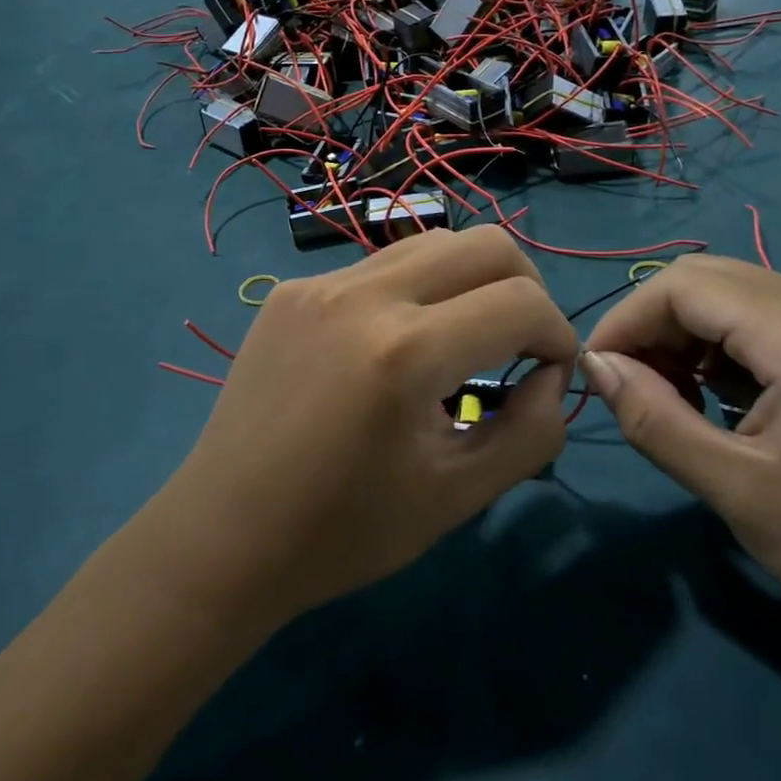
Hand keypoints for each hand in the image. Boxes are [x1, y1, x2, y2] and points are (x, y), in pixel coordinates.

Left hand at [160, 226, 577, 620]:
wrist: (223, 536)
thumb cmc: (344, 532)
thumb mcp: (459, 497)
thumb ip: (532, 432)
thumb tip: (552, 374)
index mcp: (405, 353)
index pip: (522, 302)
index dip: (558, 334)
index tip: (551, 373)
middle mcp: (362, 296)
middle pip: (486, 243)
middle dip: (525, 289)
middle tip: (520, 343)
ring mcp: (319, 284)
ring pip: (432, 243)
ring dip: (470, 281)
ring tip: (463, 338)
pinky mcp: (291, 290)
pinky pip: (379, 267)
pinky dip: (415, 292)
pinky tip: (397, 346)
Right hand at [582, 256, 780, 651]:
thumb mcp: (740, 492)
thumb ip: (656, 420)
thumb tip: (598, 366)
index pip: (682, 286)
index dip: (627, 320)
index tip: (599, 375)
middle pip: (705, 279)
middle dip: (652, 326)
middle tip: (634, 389)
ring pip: (732, 293)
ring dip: (685, 335)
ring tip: (675, 399)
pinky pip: (763, 314)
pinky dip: (722, 344)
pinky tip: (721, 398)